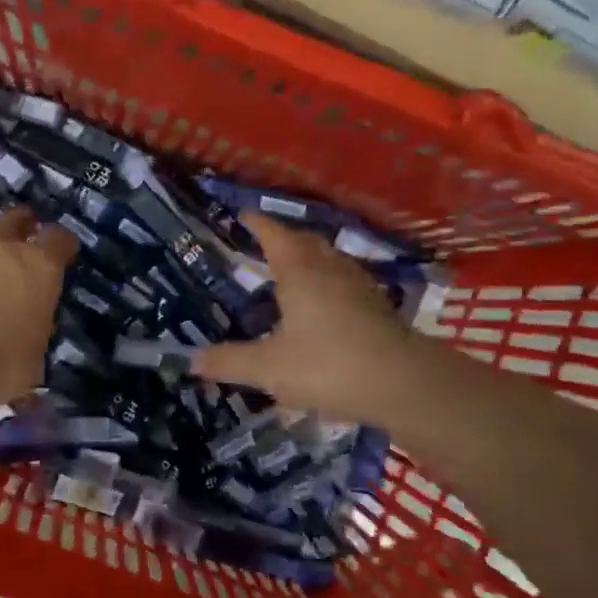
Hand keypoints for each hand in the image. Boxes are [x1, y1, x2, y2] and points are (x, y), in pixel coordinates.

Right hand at [193, 214, 412, 423]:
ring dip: (309, 260)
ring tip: (292, 272)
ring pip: (329, 261)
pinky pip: (344, 283)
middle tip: (265, 243)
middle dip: (285, 238)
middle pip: (306, 242)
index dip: (259, 224)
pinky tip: (323, 307)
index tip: (245, 214)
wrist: (403, 384)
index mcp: (300, 273)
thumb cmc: (328, 365)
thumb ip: (230, 362)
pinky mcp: (377, 308)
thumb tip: (193, 360)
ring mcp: (359, 287)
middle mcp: (330, 270)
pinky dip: (327, 284)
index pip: (275, 235)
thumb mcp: (269, 368)